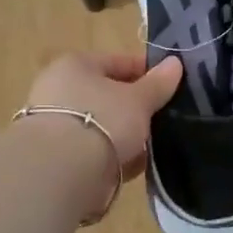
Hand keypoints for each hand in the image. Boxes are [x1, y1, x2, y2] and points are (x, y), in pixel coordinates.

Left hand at [24, 50, 182, 183]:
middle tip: (163, 116)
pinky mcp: (59, 156)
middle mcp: (60, 90)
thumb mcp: (138, 99)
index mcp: (75, 66)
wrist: (62, 171)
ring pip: (102, 125)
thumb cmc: (102, 120)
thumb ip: (158, 83)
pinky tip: (136, 165)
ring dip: (126, 134)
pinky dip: (114, 156)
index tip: (172, 85)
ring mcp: (57, 124)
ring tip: (154, 144)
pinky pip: (96, 150)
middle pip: (108, 95)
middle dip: (136, 107)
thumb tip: (175, 63)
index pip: (118, 62)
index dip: (147, 72)